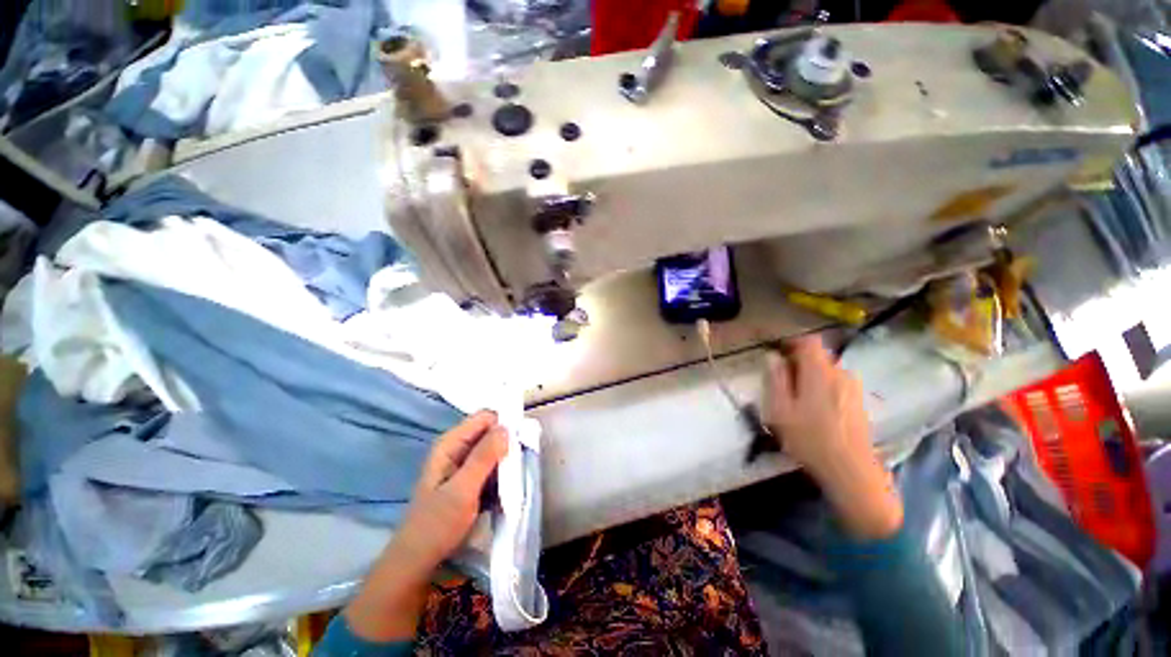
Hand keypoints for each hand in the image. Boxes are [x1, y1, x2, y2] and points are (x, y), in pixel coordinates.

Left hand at [344, 412, 507, 640]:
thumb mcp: (462, 490)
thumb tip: (507, 428)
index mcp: (451, 443)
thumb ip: (484, 457)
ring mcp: (463, 463)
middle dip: (507, 445)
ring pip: (494, 450)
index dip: (503, 425)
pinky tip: (504, 491)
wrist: (419, 560)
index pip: (485, 417)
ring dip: (506, 462)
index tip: (519, 445)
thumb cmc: (437, 525)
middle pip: (491, 432)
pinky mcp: (470, 478)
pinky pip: (492, 466)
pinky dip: (501, 474)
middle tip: (517, 467)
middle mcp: (457, 447)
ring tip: (512, 481)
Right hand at [764, 335, 902, 539]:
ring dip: (812, 375)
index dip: (793, 343)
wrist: (851, 471)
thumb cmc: (810, 439)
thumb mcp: (781, 410)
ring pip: (829, 371)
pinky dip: (825, 386)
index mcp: (820, 373)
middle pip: (819, 356)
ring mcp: (854, 388)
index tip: (779, 353)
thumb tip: (772, 357)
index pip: (810, 342)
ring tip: (799, 397)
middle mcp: (841, 374)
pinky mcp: (860, 402)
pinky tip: (817, 410)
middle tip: (783, 381)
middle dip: (800, 362)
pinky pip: (838, 383)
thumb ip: (776, 379)